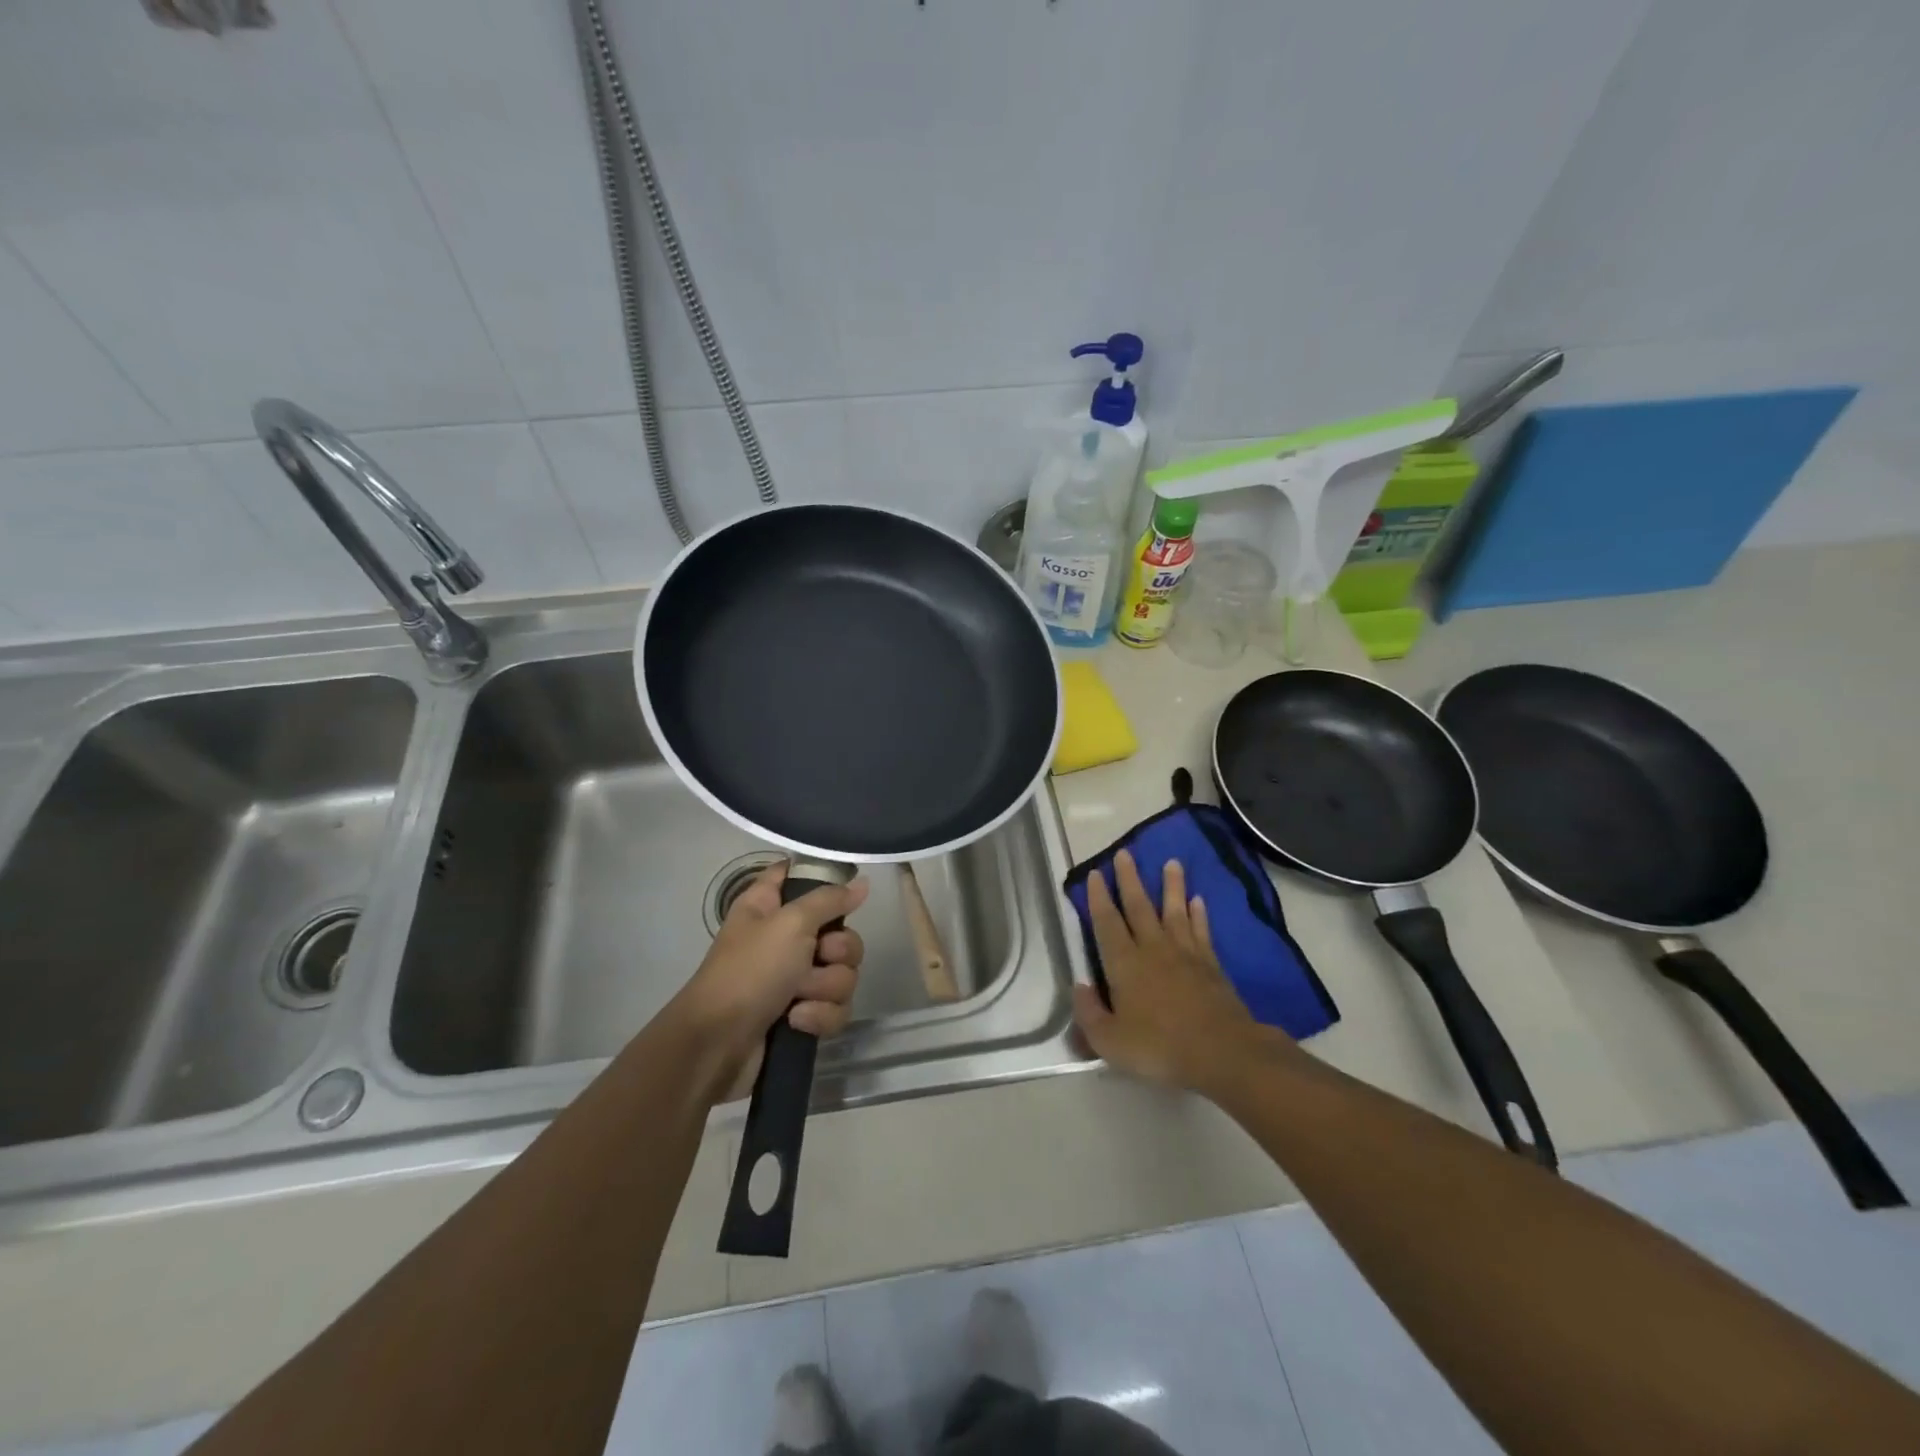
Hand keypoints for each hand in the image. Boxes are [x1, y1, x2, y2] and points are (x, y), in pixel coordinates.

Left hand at [675, 863, 867, 1103]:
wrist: (719, 1046)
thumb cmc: (749, 972)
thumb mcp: (790, 923)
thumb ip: (830, 899)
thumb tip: (861, 883)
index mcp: (770, 905)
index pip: (799, 873)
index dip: (824, 878)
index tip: (844, 889)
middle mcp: (785, 937)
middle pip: (840, 932)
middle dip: (838, 950)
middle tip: (819, 956)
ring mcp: (795, 978)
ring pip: (843, 972)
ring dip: (826, 988)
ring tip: (799, 998)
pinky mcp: (803, 1013)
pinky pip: (836, 1007)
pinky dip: (820, 1015)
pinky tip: (797, 1021)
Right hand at [1072, 849, 1274, 1094]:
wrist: (1221, 1052)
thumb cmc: (1159, 1047)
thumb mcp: (1110, 1042)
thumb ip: (1089, 1014)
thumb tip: (1079, 986)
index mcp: (1124, 964)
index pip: (1106, 923)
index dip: (1099, 898)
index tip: (1096, 873)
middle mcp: (1152, 949)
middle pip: (1139, 906)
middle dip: (1129, 879)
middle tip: (1125, 853)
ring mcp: (1185, 954)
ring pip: (1174, 911)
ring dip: (1171, 886)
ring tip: (1172, 862)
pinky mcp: (1210, 964)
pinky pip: (1201, 931)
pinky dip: (1199, 914)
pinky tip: (1198, 900)